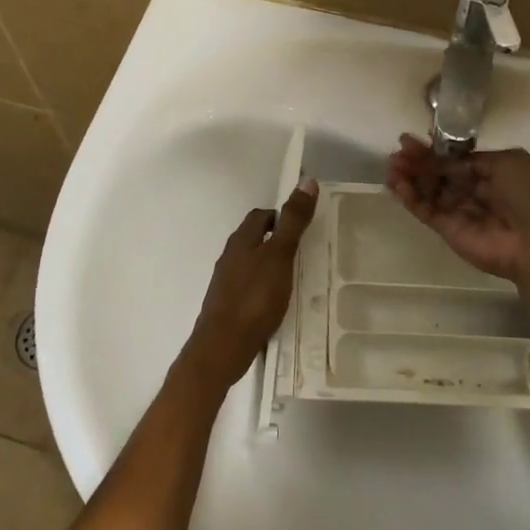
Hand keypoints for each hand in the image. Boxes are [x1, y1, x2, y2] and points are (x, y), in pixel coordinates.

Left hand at [183, 178, 318, 385]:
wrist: (222, 347)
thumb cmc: (254, 298)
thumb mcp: (280, 256)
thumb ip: (293, 221)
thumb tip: (306, 181)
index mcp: (241, 240)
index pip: (260, 216)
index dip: (280, 216)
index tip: (302, 227)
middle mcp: (230, 257)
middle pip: (254, 238)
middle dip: (276, 241)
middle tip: (303, 252)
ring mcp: (225, 283)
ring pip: (250, 264)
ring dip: (269, 265)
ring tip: (294, 278)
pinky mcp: (226, 306)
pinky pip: (248, 287)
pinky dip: (263, 288)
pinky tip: (276, 303)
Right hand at [385, 134, 529, 287]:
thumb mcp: (506, 162)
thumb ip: (469, 159)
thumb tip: (444, 160)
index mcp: (493, 172)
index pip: (455, 159)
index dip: (434, 151)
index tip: (410, 140)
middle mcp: (475, 190)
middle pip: (438, 174)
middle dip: (417, 162)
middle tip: (397, 153)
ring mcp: (460, 211)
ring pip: (428, 191)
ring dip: (409, 178)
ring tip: (391, 168)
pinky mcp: (448, 230)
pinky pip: (426, 210)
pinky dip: (410, 198)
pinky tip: (398, 185)